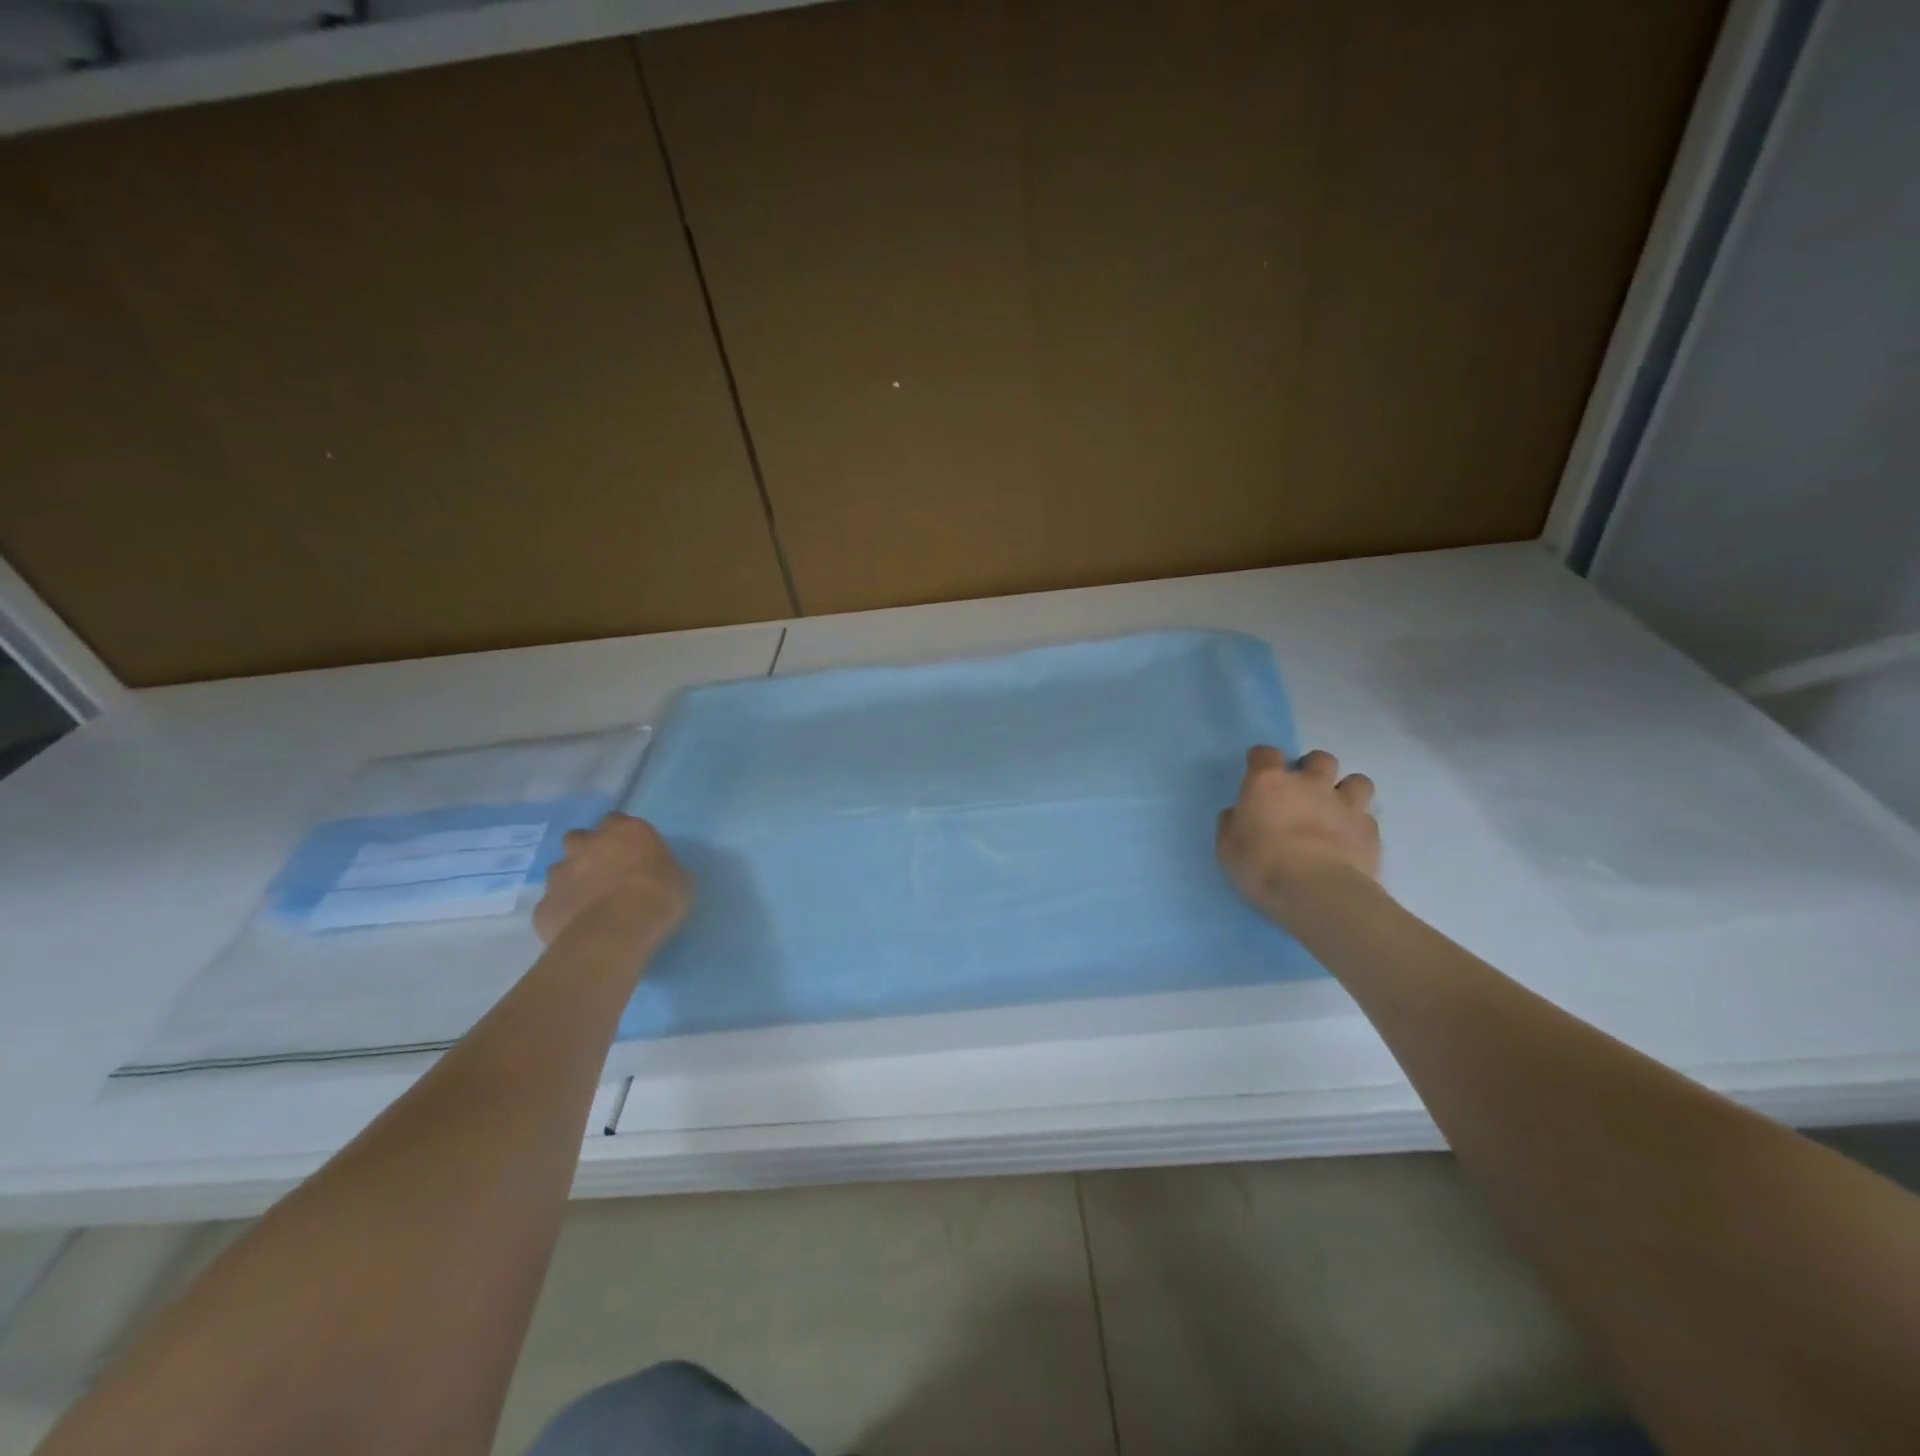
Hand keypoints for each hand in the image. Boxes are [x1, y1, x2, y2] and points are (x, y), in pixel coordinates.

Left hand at [533, 812, 692, 948]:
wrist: (616, 933)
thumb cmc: (659, 897)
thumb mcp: (678, 878)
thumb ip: (660, 868)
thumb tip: (657, 874)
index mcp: (625, 831)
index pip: (616, 820)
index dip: (621, 835)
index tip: (630, 851)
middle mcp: (587, 844)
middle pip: (580, 839)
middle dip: (587, 853)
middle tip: (604, 875)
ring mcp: (560, 873)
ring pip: (561, 871)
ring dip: (572, 882)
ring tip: (590, 905)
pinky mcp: (543, 905)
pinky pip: (552, 905)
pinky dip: (563, 912)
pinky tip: (578, 928)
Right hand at [1217, 746, 1380, 924]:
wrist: (1318, 893)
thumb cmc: (1262, 866)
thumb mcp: (1228, 849)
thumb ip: (1232, 824)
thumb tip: (1236, 814)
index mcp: (1269, 783)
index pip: (1265, 754)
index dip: (1261, 761)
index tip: (1258, 775)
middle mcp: (1309, 784)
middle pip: (1319, 759)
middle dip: (1312, 770)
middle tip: (1303, 792)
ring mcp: (1345, 805)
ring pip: (1356, 780)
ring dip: (1346, 791)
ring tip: (1336, 811)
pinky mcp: (1370, 830)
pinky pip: (1367, 818)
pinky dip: (1359, 825)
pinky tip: (1350, 843)